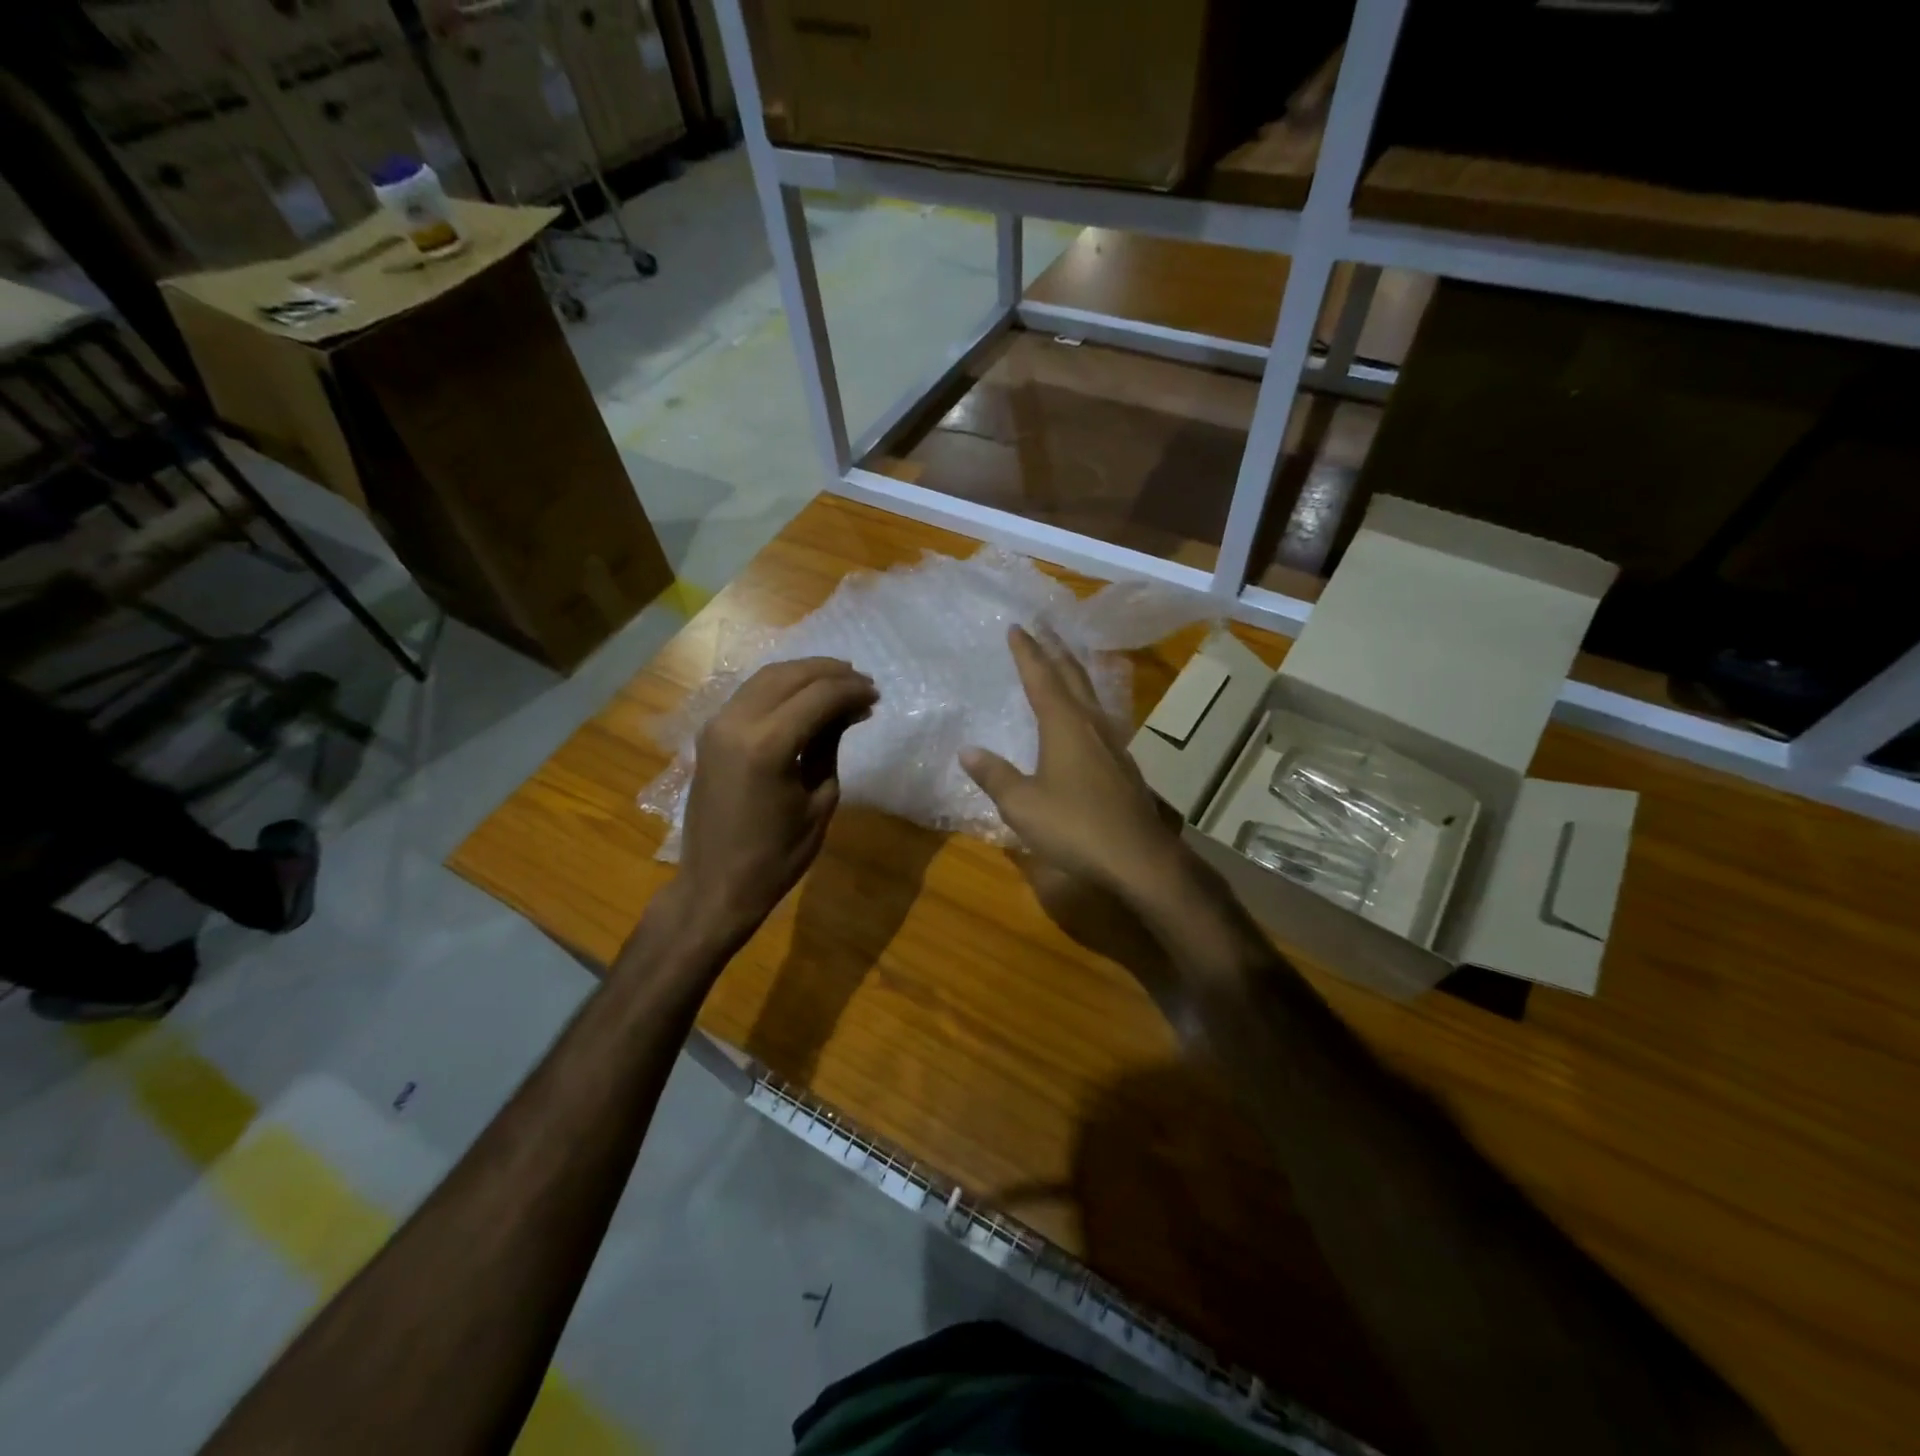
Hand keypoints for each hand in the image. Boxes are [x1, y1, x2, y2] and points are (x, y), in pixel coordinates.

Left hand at [670, 657, 875, 956]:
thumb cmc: (777, 856)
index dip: (851, 689)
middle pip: (791, 675)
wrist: (715, 886)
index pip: (819, 695)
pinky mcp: (710, 733)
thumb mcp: (819, 801)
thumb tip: (848, 710)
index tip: (876, 694)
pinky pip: (750, 694)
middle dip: (831, 673)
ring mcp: (717, 725)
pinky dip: (781, 687)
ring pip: (767, 677)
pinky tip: (804, 698)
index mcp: (767, 745)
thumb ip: (830, 746)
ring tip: (839, 683)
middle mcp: (737, 723)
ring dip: (805, 674)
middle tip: (862, 683)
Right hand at [959, 626, 1184, 906]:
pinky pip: (1100, 716)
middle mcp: (1091, 723)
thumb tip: (968, 751)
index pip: (1041, 677)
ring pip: (1091, 694)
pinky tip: (1084, 715)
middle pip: (1072, 675)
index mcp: (1064, 724)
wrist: (1137, 857)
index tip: (1016, 627)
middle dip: (1055, 648)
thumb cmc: (1075, 826)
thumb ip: (995, 775)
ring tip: (1063, 660)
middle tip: (1042, 626)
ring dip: (1074, 671)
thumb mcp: (1023, 804)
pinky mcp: (1123, 763)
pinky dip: (1085, 700)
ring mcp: (1113, 742)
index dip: (1027, 651)